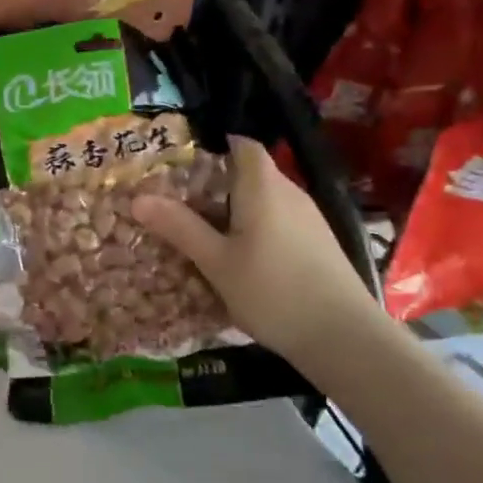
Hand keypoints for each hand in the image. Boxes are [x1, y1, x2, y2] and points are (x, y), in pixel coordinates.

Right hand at [132, 136, 378, 365]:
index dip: (215, 146)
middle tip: (180, 202)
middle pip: (252, 173)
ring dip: (236, 210)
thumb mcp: (216, 262)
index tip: (184, 163)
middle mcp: (291, 194)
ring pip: (266, 201)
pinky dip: (256, 229)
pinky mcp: (319, 244)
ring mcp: (310, 220)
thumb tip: (138, 198)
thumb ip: (180, 227)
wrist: (344, 337)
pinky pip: (280, 222)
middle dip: (217, 183)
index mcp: (264, 187)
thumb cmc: (272, 291)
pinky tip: (242, 258)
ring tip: (204, 232)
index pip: (243, 145)